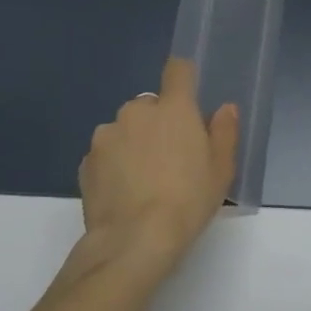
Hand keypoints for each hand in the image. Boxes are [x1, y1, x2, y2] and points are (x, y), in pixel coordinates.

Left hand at [77, 57, 238, 269]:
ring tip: (143, 181)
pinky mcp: (85, 161)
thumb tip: (225, 108)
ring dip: (134, 143)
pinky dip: (114, 165)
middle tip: (170, 157)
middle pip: (150, 105)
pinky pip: (106, 154)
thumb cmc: (187, 201)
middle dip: (158, 123)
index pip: (178, 70)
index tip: (188, 95)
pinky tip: (123, 193)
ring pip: (125, 129)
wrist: (133, 241)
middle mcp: (136, 111)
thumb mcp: (221, 170)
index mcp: (173, 107)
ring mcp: (106, 135)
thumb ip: (224, 132)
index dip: (183, 77)